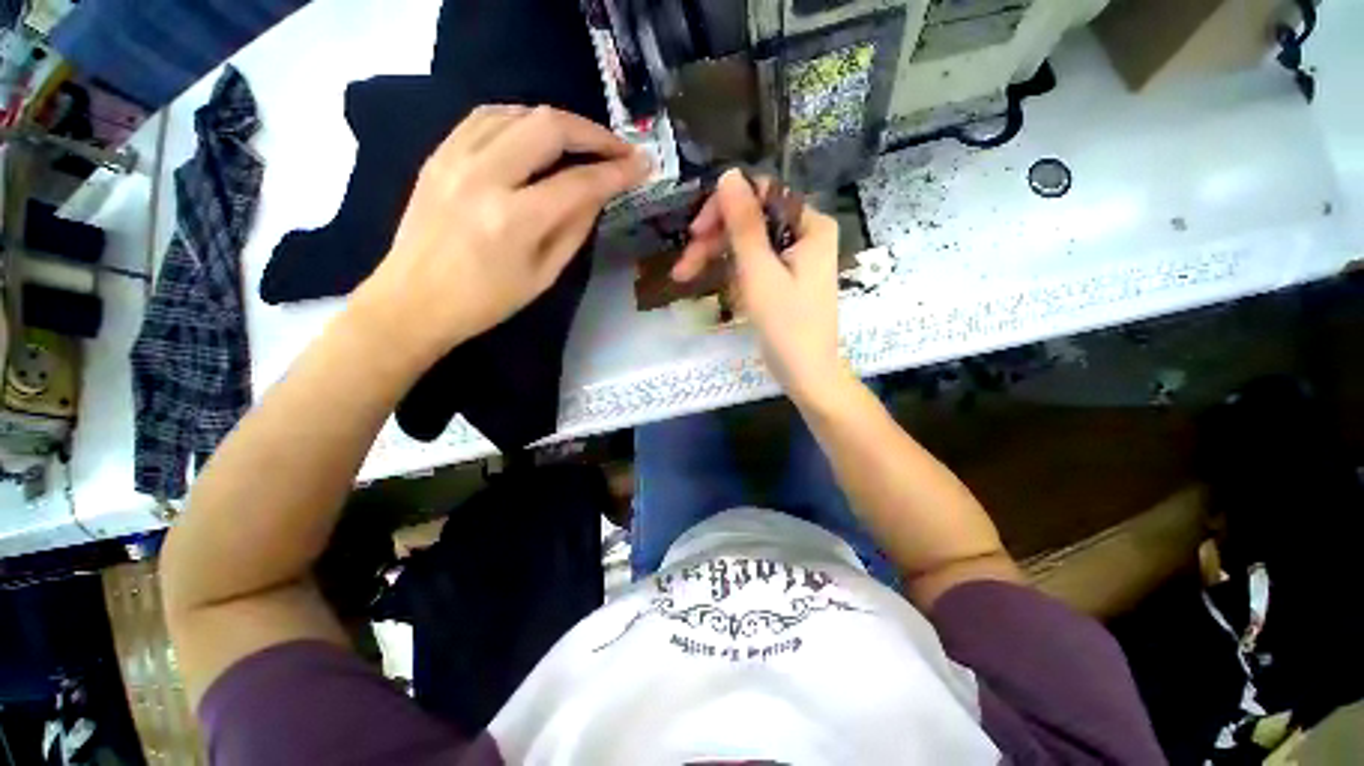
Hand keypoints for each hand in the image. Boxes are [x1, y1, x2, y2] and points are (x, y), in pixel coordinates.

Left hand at [351, 105, 649, 362]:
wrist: (413, 301)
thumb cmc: (486, 301)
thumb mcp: (543, 275)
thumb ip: (575, 229)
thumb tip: (598, 194)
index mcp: (515, 220)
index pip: (579, 182)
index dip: (617, 172)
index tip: (642, 166)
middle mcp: (484, 176)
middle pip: (549, 128)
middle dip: (593, 133)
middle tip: (618, 149)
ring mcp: (455, 158)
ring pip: (518, 112)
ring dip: (559, 123)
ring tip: (583, 142)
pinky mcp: (439, 153)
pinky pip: (486, 117)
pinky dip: (521, 119)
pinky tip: (537, 134)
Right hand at [674, 169, 846, 402]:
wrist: (806, 374)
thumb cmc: (786, 325)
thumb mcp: (759, 272)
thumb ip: (744, 223)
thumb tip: (729, 174)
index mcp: (810, 225)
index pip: (761, 196)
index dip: (724, 208)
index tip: (695, 233)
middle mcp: (806, 234)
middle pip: (752, 221)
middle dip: (715, 240)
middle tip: (684, 266)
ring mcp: (796, 258)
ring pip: (748, 244)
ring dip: (717, 257)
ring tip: (686, 278)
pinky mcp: (785, 278)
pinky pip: (754, 263)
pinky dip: (733, 273)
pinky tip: (716, 287)